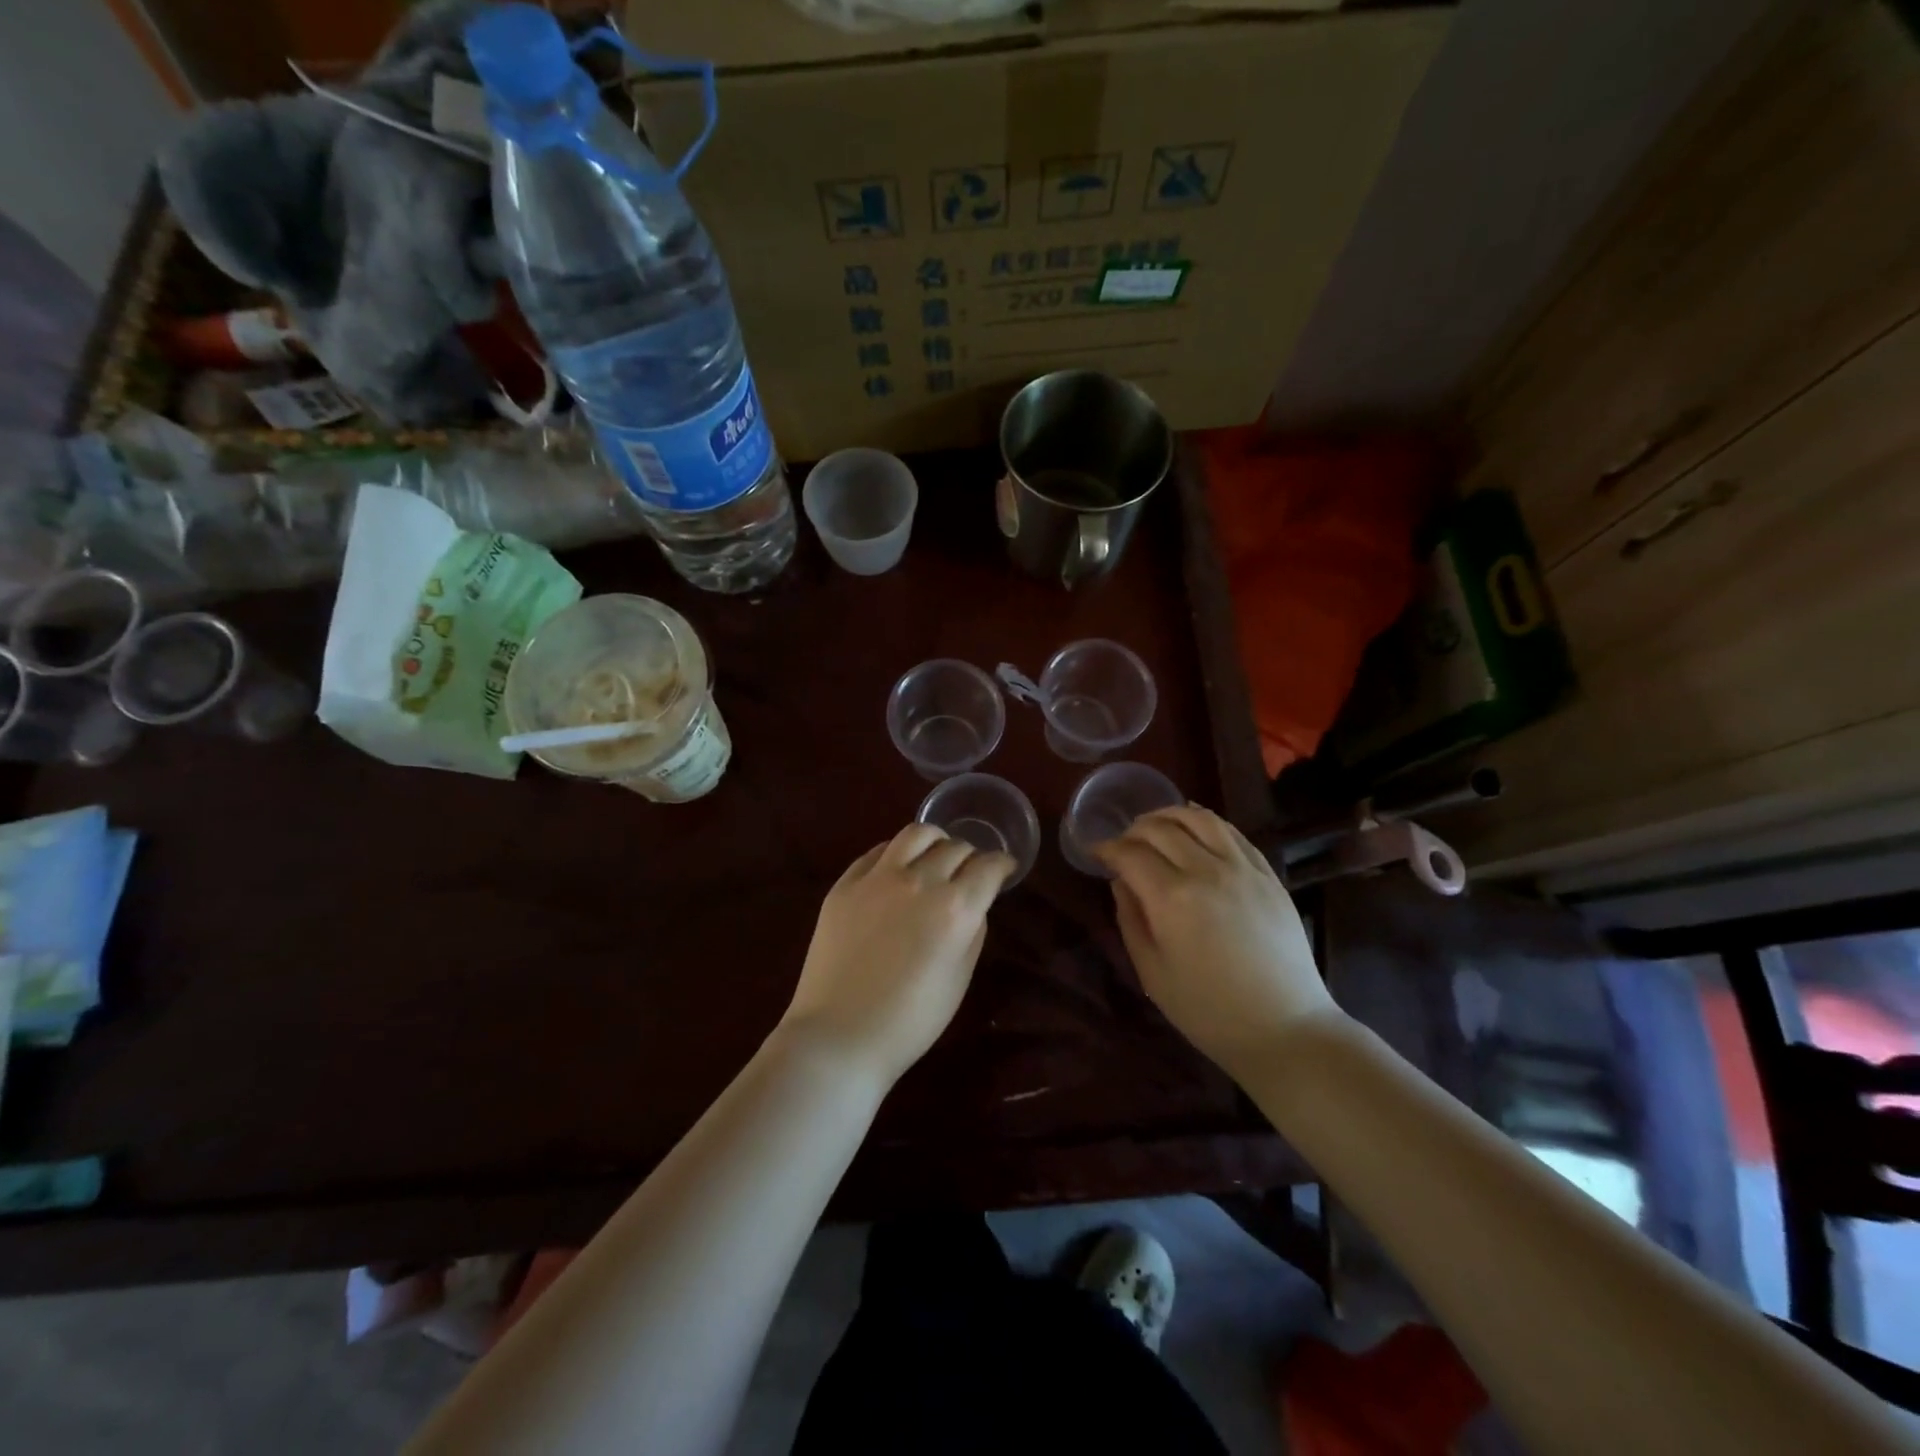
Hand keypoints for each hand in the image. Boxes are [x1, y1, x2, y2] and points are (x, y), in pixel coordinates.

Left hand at [781, 825, 1013, 1084]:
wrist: (840, 1036)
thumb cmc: (910, 1021)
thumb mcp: (959, 979)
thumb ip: (973, 932)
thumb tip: (973, 903)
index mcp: (954, 908)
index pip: (988, 867)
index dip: (1002, 864)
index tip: (1005, 868)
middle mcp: (919, 881)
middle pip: (955, 847)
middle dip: (971, 855)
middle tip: (971, 870)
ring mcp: (877, 878)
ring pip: (916, 833)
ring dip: (936, 839)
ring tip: (936, 853)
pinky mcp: (845, 883)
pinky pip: (877, 851)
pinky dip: (897, 853)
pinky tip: (899, 867)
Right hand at [1095, 805, 1340, 1079]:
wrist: (1285, 1029)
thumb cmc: (1209, 1010)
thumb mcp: (1152, 972)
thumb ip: (1131, 919)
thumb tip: (1121, 882)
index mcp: (1172, 898)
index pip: (1130, 853)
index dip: (1107, 848)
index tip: (1095, 853)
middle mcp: (1206, 870)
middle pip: (1160, 828)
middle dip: (1132, 831)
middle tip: (1122, 845)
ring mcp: (1242, 868)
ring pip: (1199, 818)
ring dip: (1169, 815)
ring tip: (1155, 826)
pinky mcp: (1267, 873)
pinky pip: (1232, 832)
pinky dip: (1206, 822)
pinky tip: (1194, 828)